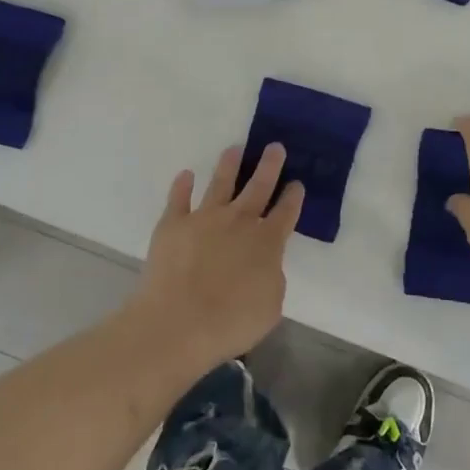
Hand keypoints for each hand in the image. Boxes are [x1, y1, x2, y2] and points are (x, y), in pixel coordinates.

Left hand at [132, 143, 303, 375]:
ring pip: (220, 183)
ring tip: (234, 148)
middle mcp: (238, 221)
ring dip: (229, 165)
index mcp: (267, 242)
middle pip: (258, 187)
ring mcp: (204, 218)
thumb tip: (265, 265)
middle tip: (275, 146)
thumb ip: (272, 278)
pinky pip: (178, 198)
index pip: (285, 213)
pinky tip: (186, 175)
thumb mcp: (270, 307)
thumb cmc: (231, 322)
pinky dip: (182, 185)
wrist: (178, 322)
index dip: (293, 197)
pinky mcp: (173, 224)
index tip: (297, 183)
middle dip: (269, 166)